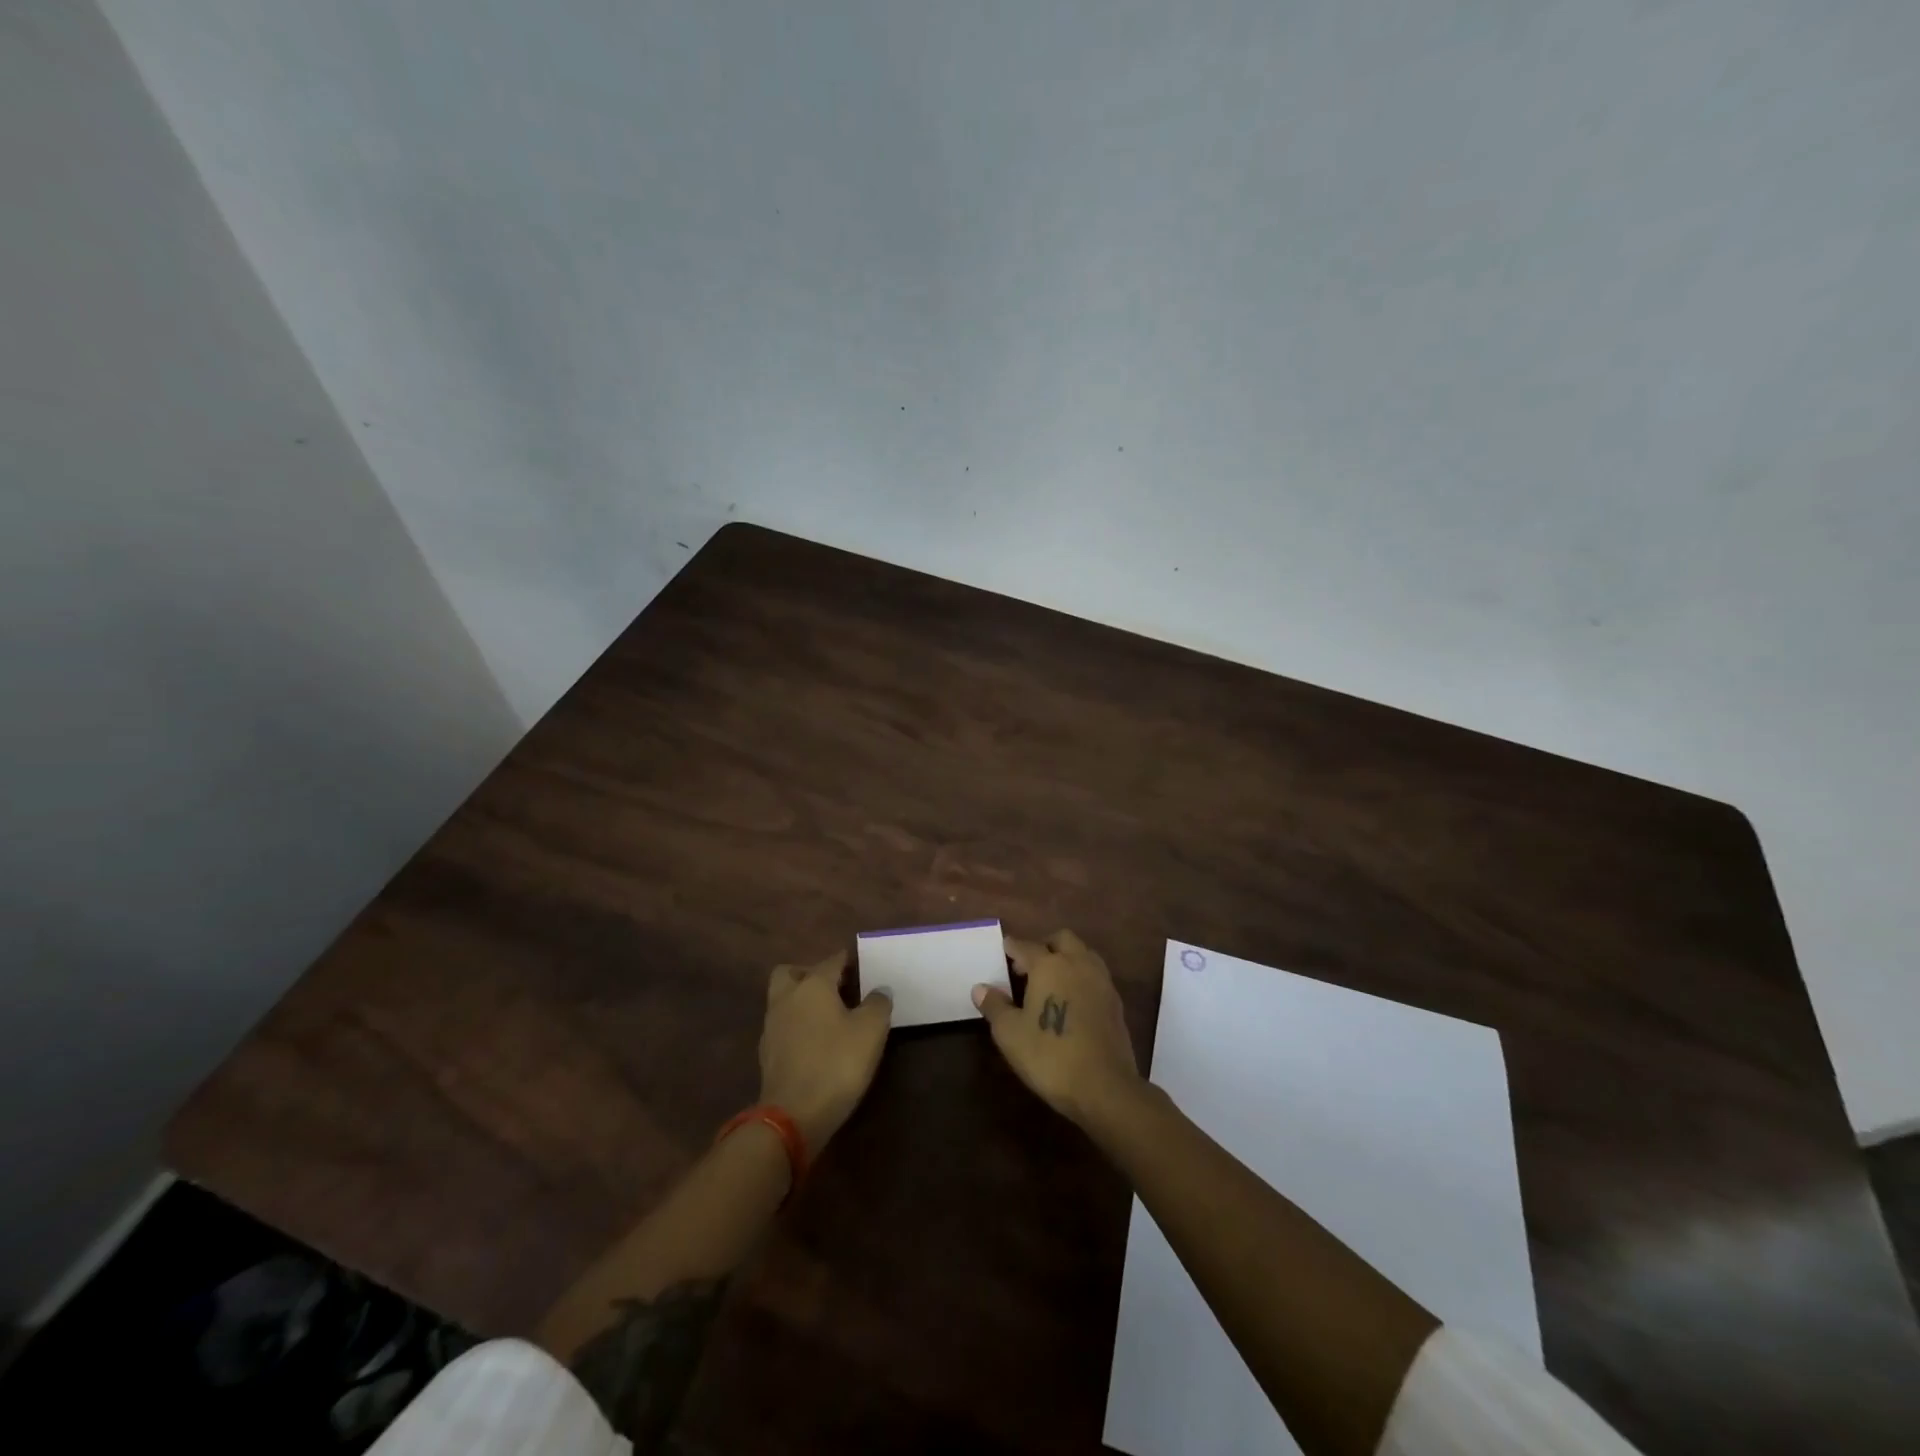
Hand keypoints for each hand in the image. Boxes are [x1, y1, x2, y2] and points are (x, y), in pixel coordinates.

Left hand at [759, 948, 891, 1153]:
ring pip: (783, 1000)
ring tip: (828, 1016)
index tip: (861, 964)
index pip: (831, 961)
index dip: (847, 960)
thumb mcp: (871, 1030)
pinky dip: (796, 1027)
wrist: (793, 1116)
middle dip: (809, 974)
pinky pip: (782, 1027)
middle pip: (791, 973)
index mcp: (812, 986)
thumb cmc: (836, 1063)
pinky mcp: (767, 1055)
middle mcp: (787, 999)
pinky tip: (815, 1043)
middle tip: (834, 987)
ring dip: (801, 1002)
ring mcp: (772, 1027)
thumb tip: (880, 990)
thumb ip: (878, 1004)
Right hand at [975, 930, 1140, 1127]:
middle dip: (1044, 946)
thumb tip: (980, 988)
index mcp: (1049, 965)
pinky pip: (1095, 976)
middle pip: (1061, 939)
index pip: (1026, 946)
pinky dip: (1081, 977)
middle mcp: (1077, 963)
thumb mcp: (1010, 1033)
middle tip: (1028, 966)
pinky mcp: (1115, 1002)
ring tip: (1051, 981)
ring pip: (1083, 954)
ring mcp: (1101, 981)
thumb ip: (994, 1006)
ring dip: (1067, 958)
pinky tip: (1072, 1000)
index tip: (1004, 950)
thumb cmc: (1049, 1055)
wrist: (1103, 1086)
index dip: (1012, 947)